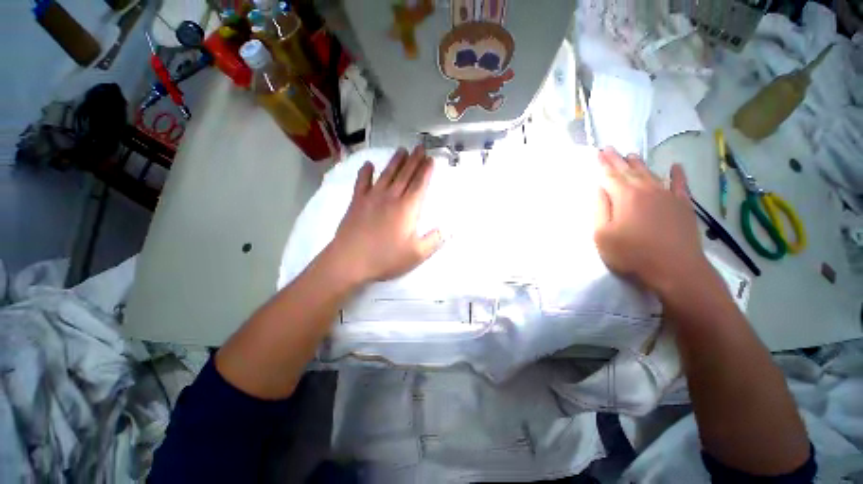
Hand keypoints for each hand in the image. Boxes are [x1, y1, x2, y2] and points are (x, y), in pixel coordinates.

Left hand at [325, 146, 442, 286]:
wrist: (349, 261)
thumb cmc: (385, 258)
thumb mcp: (416, 254)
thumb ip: (435, 240)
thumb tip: (450, 228)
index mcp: (407, 209)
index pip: (419, 185)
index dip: (426, 171)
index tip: (430, 159)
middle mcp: (391, 197)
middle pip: (405, 175)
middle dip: (414, 160)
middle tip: (420, 147)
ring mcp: (372, 198)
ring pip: (387, 174)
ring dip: (395, 161)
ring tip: (402, 150)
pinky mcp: (356, 202)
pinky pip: (362, 182)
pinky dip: (365, 172)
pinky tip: (369, 164)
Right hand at [594, 148, 712, 298]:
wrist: (675, 269)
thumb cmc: (631, 254)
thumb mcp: (603, 234)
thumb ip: (599, 209)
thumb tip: (600, 189)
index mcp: (625, 196)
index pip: (610, 175)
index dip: (603, 164)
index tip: (598, 152)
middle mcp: (647, 190)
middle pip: (629, 171)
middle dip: (618, 159)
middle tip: (610, 148)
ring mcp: (668, 197)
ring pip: (651, 174)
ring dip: (640, 164)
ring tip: (632, 155)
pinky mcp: (683, 206)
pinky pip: (680, 186)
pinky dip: (678, 175)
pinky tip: (675, 167)